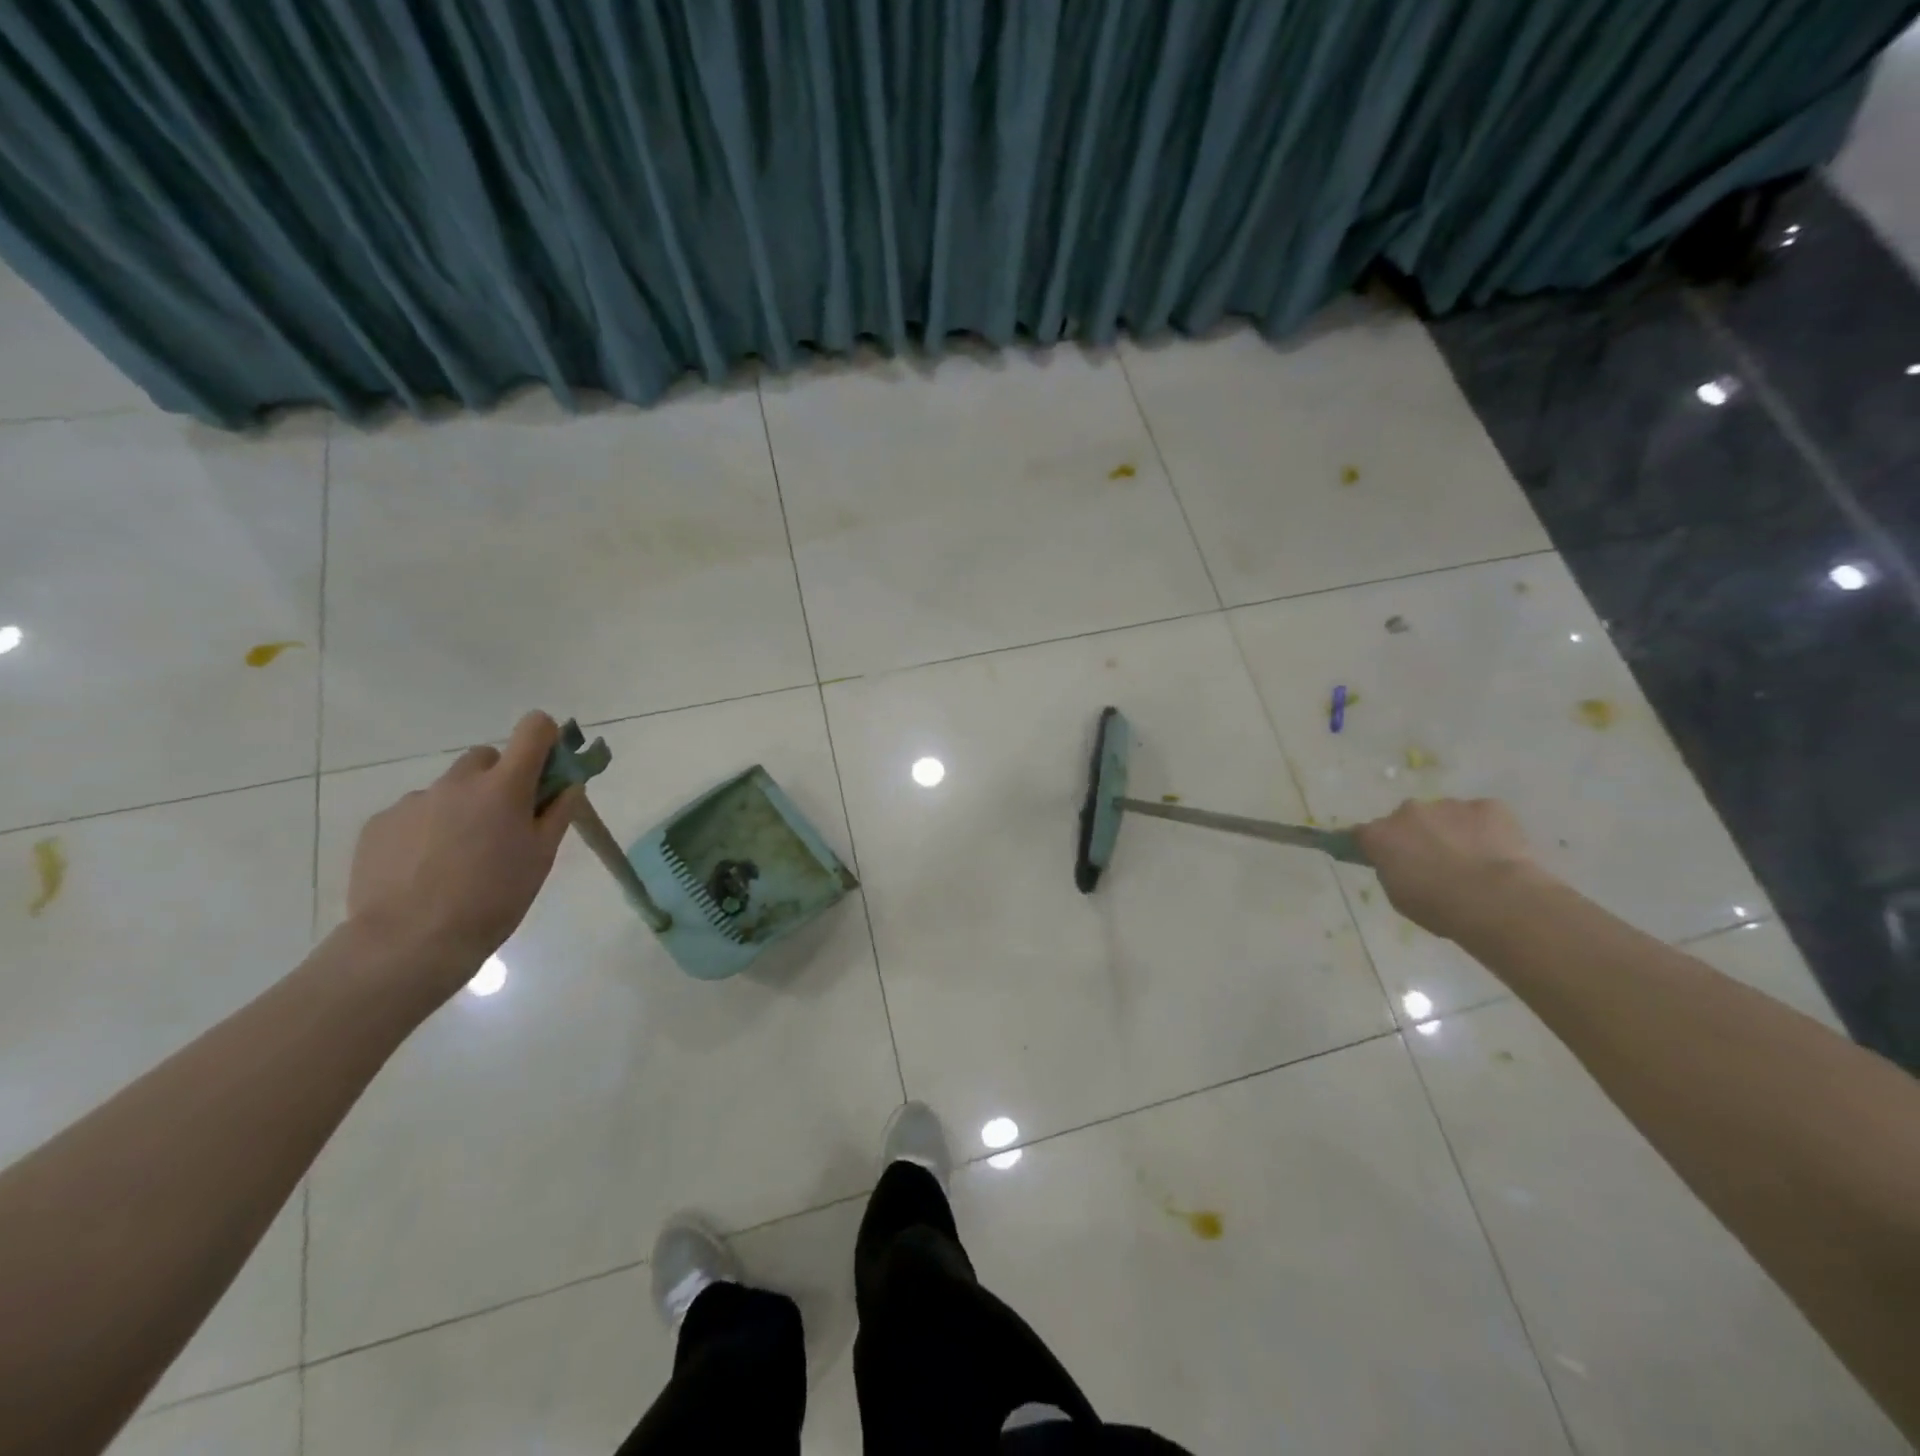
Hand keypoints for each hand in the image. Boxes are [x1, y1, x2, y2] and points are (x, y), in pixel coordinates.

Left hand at [346, 712, 581, 999]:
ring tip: (458, 857)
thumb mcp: (541, 857)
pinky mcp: (380, 823)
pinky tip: (425, 869)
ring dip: (461, 807)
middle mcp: (458, 782)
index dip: (545, 739)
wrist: (410, 942)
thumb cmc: (494, 898)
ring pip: (448, 789)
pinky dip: (426, 829)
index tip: (547, 768)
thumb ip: (558, 812)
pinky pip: (414, 813)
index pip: (534, 728)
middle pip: (486, 758)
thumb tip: (569, 783)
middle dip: (499, 779)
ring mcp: (414, 800)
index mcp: (505, 786)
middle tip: (502, 823)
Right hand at [1354, 797, 1549, 941]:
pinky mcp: (1487, 806)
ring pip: (1445, 815)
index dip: (1374, 845)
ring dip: (1451, 831)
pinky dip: (1486, 829)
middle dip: (1416, 834)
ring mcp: (1448, 805)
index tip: (1383, 858)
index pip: (1362, 834)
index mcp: (1379, 835)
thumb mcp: (1398, 895)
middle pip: (1407, 819)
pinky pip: (1481, 815)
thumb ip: (1392, 870)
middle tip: (1433, 861)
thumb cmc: (1438, 906)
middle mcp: (1408, 811)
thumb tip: (1400, 863)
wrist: (1495, 899)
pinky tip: (1497, 853)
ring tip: (1472, 860)